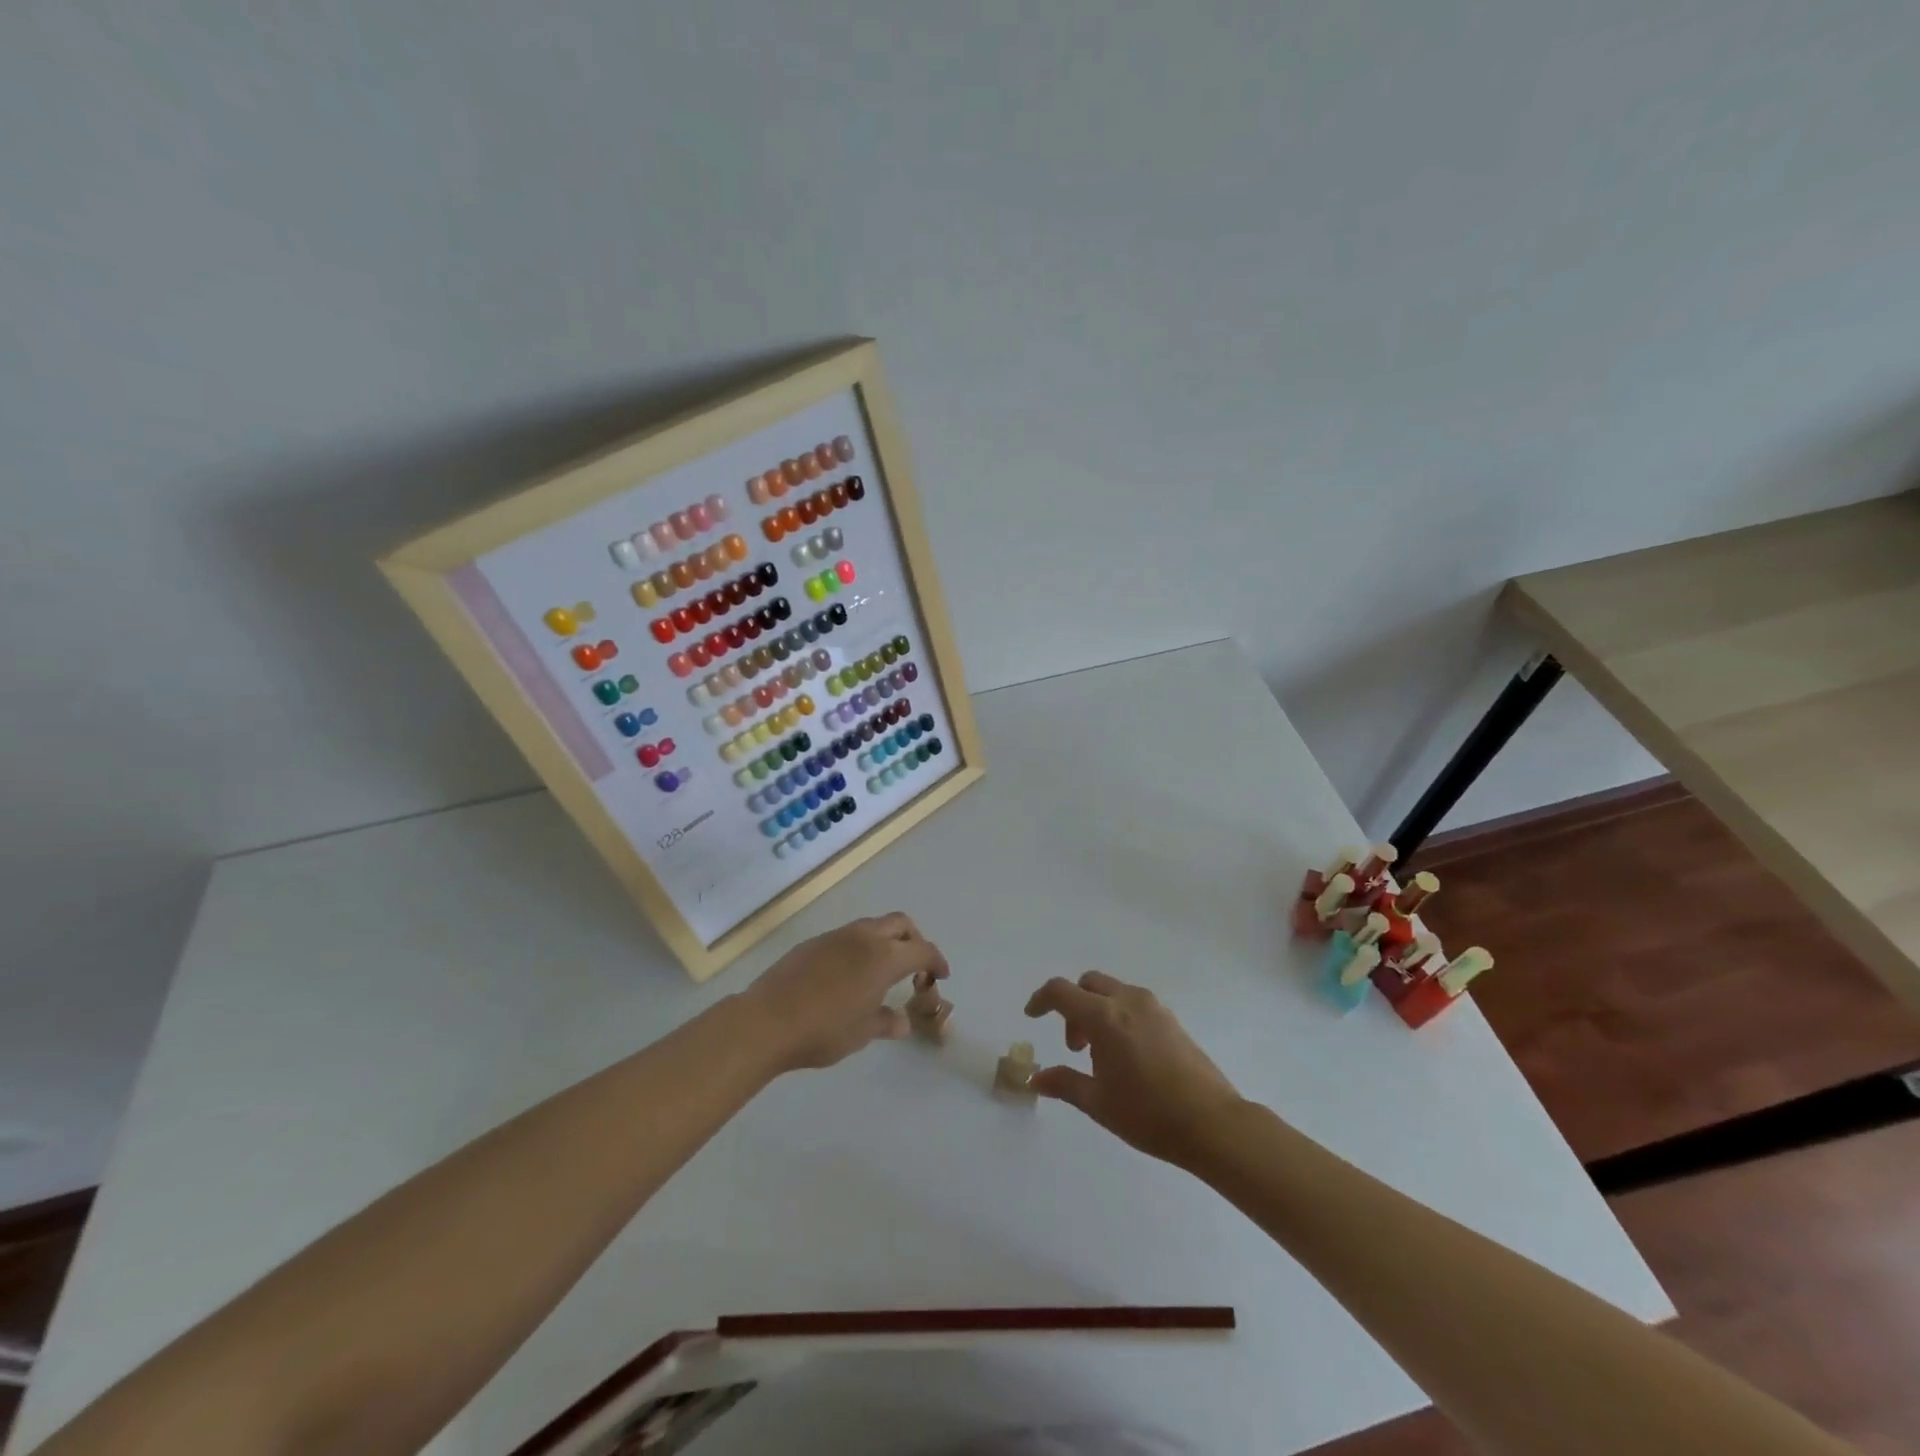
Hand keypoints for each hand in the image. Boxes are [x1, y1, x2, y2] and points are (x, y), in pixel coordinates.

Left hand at [742, 913, 948, 1071]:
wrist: (767, 1021)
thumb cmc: (824, 1030)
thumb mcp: (863, 1033)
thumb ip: (886, 1022)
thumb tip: (901, 1021)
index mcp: (884, 957)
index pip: (922, 950)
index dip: (936, 961)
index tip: (941, 975)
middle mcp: (864, 938)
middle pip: (900, 924)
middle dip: (914, 940)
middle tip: (915, 966)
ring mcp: (836, 937)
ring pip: (872, 926)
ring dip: (886, 941)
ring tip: (882, 972)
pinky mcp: (814, 943)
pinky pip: (848, 937)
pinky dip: (861, 948)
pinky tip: (850, 976)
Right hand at [1024, 972, 1243, 1166]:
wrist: (1212, 1123)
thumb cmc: (1148, 1114)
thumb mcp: (1098, 1103)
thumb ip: (1064, 1084)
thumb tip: (1035, 1079)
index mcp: (1104, 1017)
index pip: (1061, 991)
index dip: (1041, 999)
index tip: (1032, 1016)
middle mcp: (1128, 1001)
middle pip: (1089, 984)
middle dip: (1073, 1006)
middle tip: (1075, 1046)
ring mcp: (1154, 1007)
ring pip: (1113, 991)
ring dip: (1097, 1011)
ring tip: (1102, 1056)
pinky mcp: (1172, 1019)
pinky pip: (1134, 1003)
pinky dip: (1119, 1016)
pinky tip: (1128, 1056)